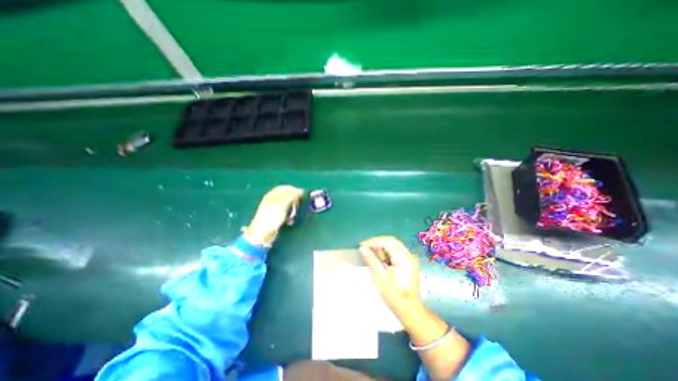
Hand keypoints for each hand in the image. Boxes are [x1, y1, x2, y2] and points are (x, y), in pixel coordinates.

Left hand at [246, 185, 302, 244]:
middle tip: (298, 206)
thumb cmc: (272, 216)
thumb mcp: (283, 204)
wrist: (262, 234)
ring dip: (292, 210)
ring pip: (287, 206)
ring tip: (293, 215)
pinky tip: (290, 221)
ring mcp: (274, 209)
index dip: (294, 190)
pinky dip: (289, 216)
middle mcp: (272, 200)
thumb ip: (292, 196)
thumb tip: (301, 190)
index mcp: (272, 195)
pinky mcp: (275, 218)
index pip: (285, 188)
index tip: (302, 195)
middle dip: (294, 201)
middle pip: (287, 196)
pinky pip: (285, 214)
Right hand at [360, 237, 422, 318]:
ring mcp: (410, 259)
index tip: (362, 245)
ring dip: (381, 247)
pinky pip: (395, 251)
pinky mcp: (408, 263)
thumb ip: (371, 260)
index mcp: (403, 258)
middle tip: (365, 248)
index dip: (373, 241)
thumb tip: (362, 248)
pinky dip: (386, 252)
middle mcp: (408, 255)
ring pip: (393, 245)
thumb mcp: (379, 277)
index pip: (387, 242)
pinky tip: (379, 258)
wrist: (409, 310)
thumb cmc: (393, 295)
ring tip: (370, 253)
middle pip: (391, 241)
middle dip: (377, 243)